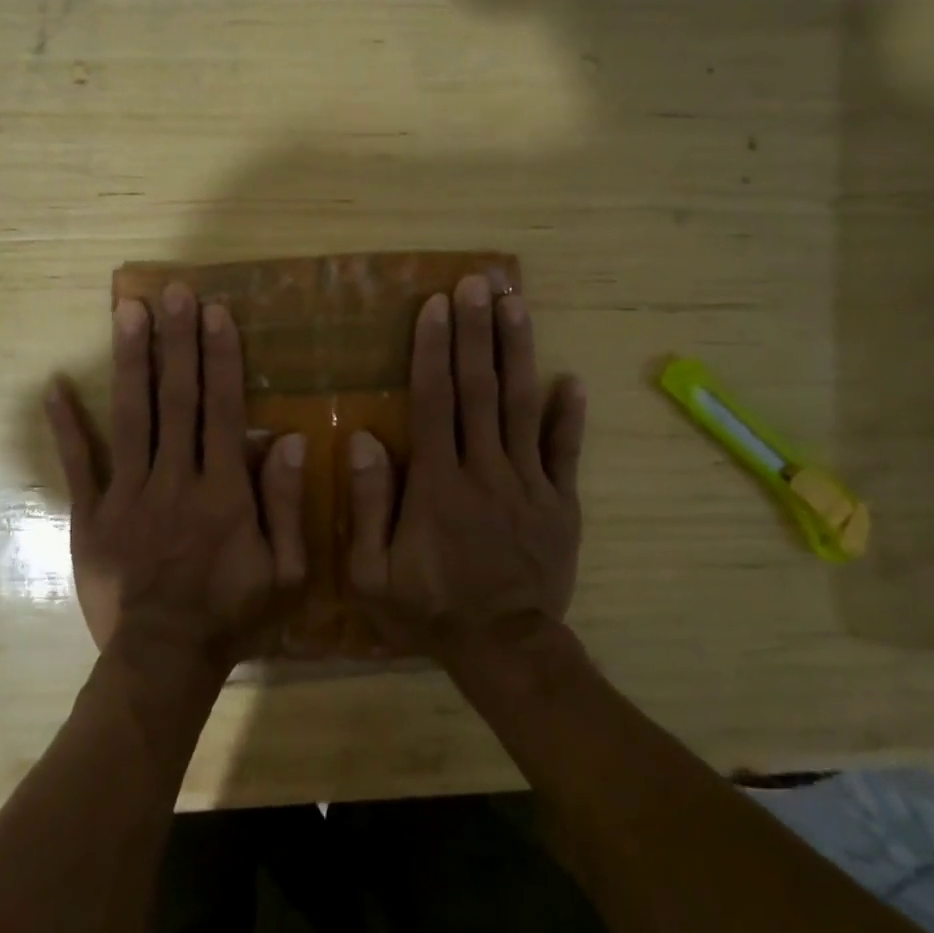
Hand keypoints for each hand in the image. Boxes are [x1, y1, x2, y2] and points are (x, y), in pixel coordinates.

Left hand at [46, 283, 307, 674]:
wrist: (164, 661)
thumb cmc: (233, 614)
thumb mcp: (286, 571)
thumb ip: (288, 504)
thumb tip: (290, 440)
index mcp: (223, 491)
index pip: (223, 410)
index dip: (221, 358)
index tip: (215, 312)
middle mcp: (174, 480)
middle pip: (177, 399)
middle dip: (177, 341)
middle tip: (172, 291)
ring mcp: (127, 495)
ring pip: (131, 417)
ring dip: (131, 361)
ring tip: (127, 311)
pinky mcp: (90, 516)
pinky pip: (78, 465)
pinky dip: (66, 425)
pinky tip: (55, 386)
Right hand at [347, 275, 585, 660]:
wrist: (503, 649)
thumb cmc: (428, 608)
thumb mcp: (372, 572)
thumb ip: (367, 504)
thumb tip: (362, 438)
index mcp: (438, 483)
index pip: (434, 401)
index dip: (433, 349)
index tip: (436, 305)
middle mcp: (486, 471)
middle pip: (480, 390)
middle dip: (477, 332)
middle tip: (478, 283)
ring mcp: (530, 484)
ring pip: (524, 407)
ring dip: (519, 352)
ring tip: (516, 305)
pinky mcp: (562, 504)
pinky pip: (566, 452)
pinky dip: (570, 415)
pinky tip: (571, 379)